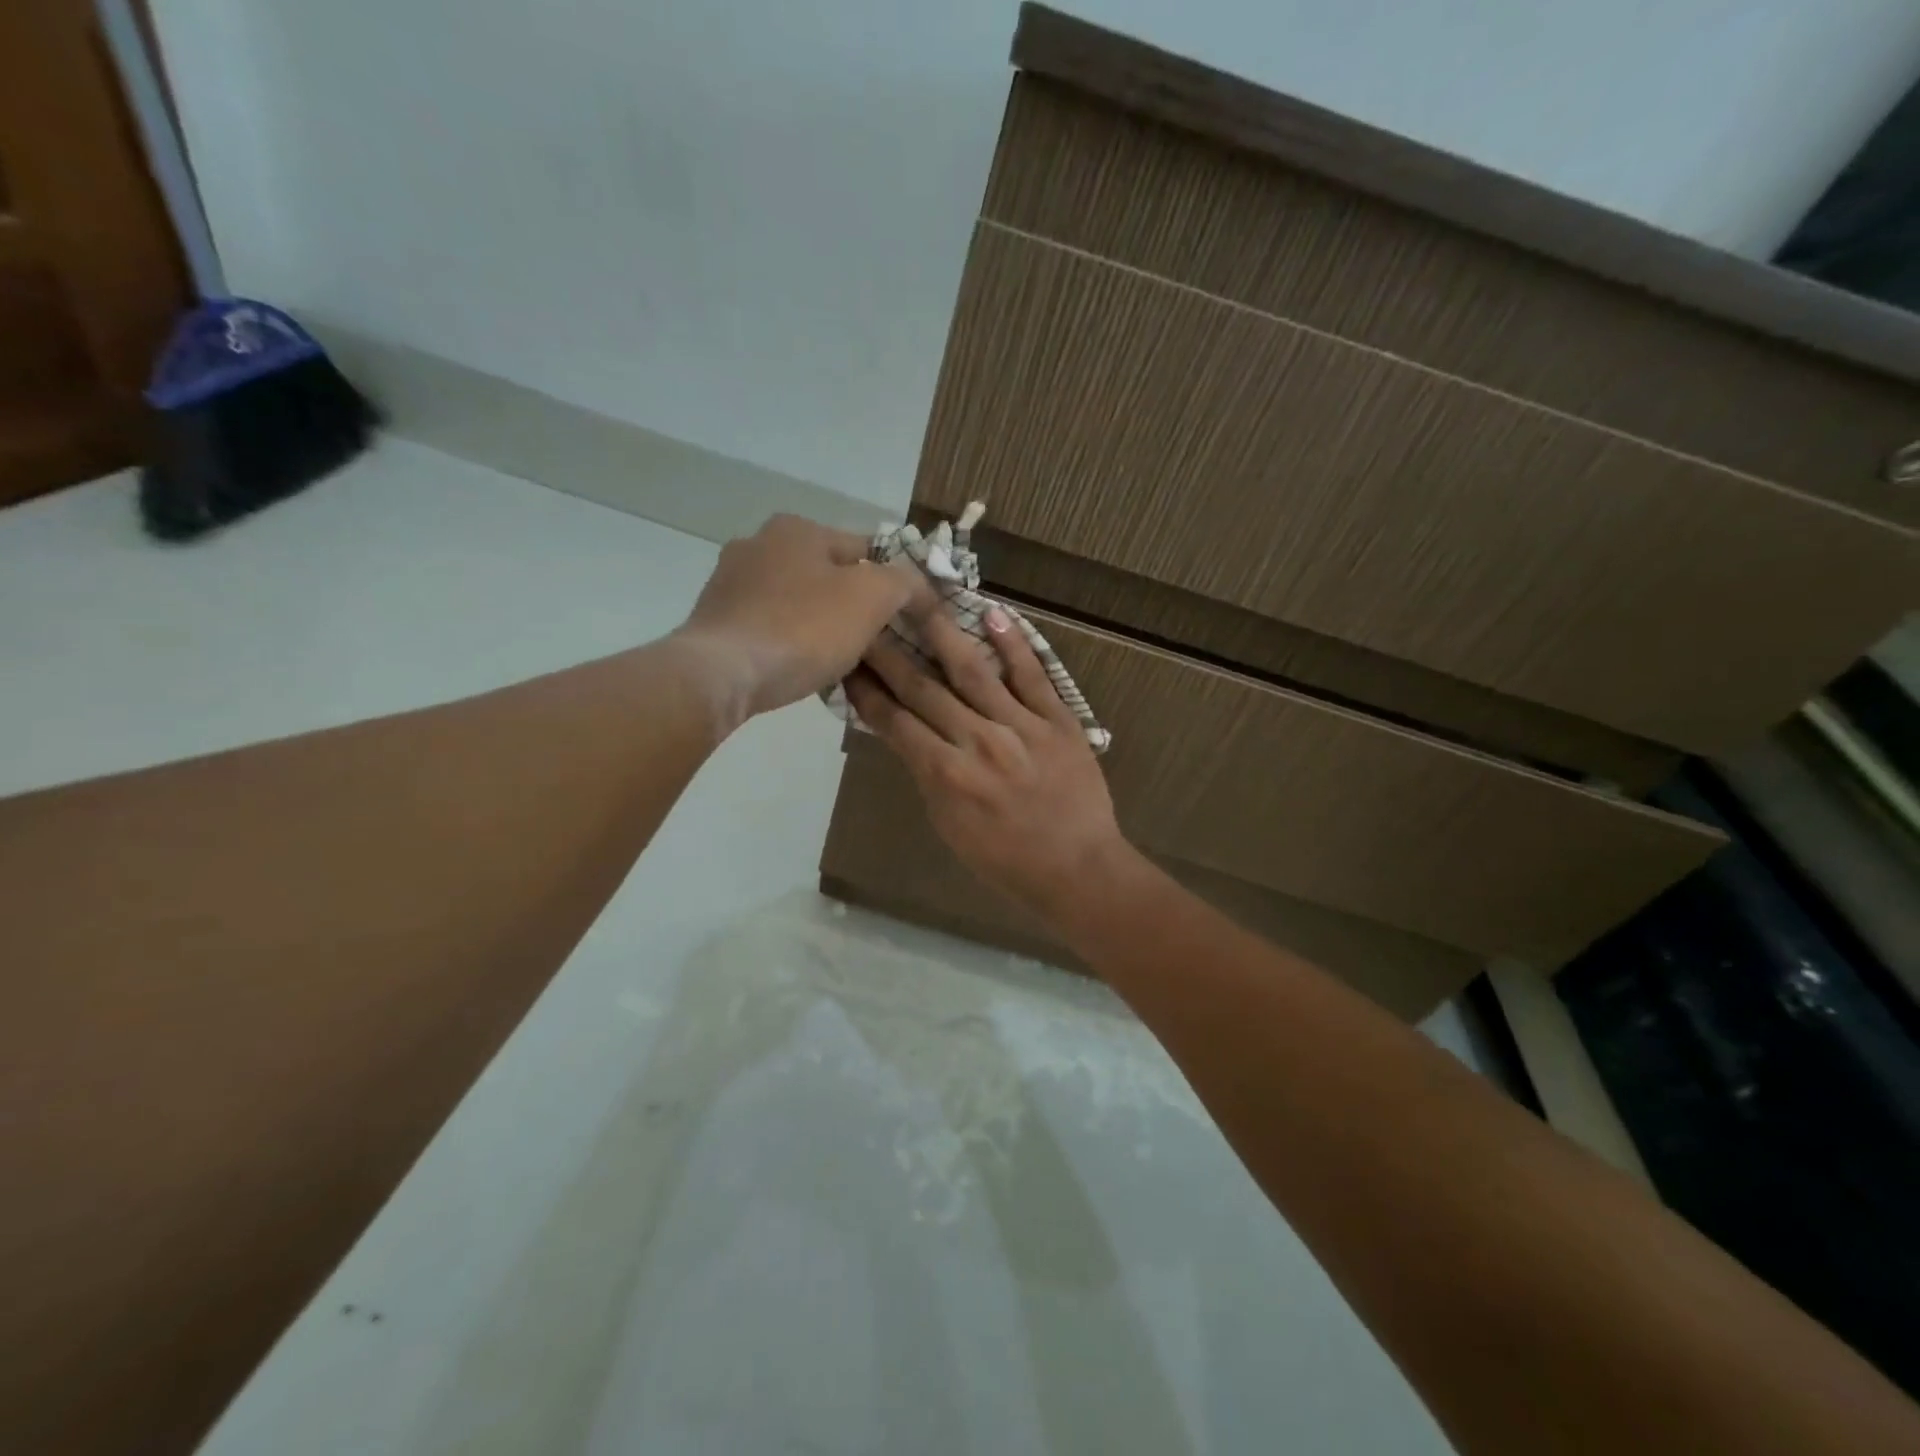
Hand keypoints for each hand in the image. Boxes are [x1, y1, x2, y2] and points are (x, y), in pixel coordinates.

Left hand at [675, 514, 929, 728]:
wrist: (722, 675)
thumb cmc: (802, 629)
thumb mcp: (872, 598)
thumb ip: (904, 582)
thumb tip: (919, 586)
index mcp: (797, 528)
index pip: (866, 549)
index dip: (893, 583)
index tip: (905, 619)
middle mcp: (758, 543)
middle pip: (829, 574)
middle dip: (853, 604)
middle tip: (874, 643)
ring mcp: (730, 582)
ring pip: (797, 601)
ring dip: (819, 623)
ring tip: (839, 660)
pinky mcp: (715, 619)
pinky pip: (770, 625)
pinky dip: (789, 640)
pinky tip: (799, 666)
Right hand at [845, 603, 1135, 923]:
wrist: (1077, 870)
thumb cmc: (1006, 860)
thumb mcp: (950, 826)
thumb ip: (928, 776)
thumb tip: (909, 734)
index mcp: (945, 775)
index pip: (895, 722)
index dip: (867, 691)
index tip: (847, 663)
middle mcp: (977, 742)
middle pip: (923, 689)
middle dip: (889, 654)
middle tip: (865, 621)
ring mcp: (1021, 727)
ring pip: (972, 671)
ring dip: (940, 633)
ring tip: (916, 598)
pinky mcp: (1058, 720)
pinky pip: (1032, 676)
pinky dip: (1012, 644)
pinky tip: (992, 614)